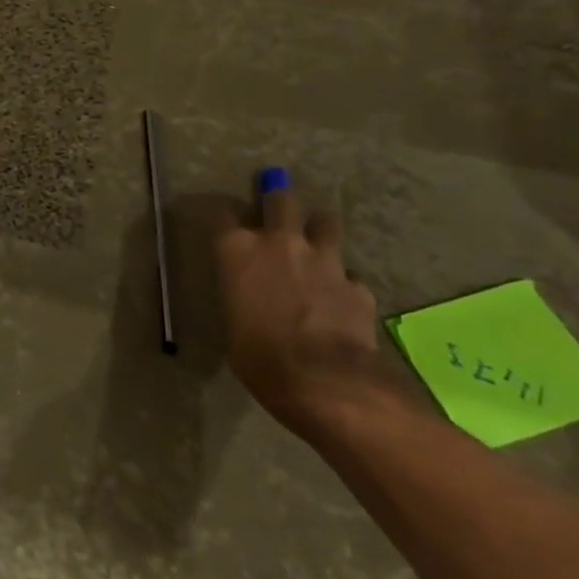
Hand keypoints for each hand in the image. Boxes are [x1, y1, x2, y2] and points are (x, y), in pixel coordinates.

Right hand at [215, 177, 395, 439]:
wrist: (323, 380)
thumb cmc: (258, 355)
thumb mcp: (233, 320)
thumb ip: (242, 293)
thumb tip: (250, 294)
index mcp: (237, 250)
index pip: (222, 214)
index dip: (224, 215)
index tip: (225, 220)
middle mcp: (279, 243)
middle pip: (280, 200)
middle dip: (278, 198)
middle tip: (277, 202)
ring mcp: (323, 260)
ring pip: (325, 223)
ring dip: (318, 229)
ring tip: (316, 240)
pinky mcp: (356, 285)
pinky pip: (349, 274)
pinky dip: (343, 281)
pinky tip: (340, 297)